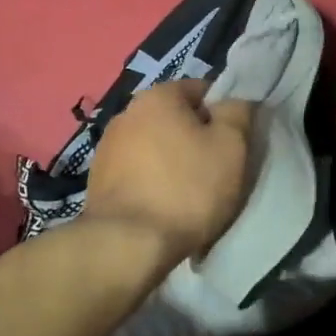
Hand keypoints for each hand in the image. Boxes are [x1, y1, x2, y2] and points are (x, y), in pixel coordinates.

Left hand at [85, 81, 255, 265]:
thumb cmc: (187, 189)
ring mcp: (107, 147)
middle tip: (216, 171)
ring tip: (188, 195)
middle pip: (176, 119)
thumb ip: (238, 112)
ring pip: (155, 147)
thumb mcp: (231, 146)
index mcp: (158, 96)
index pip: (201, 90)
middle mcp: (126, 113)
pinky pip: (137, 173)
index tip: (233, 145)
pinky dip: (152, 183)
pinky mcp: (97, 180)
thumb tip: (235, 100)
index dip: (223, 115)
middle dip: (196, 139)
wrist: (127, 244)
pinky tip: (164, 208)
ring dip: (172, 162)